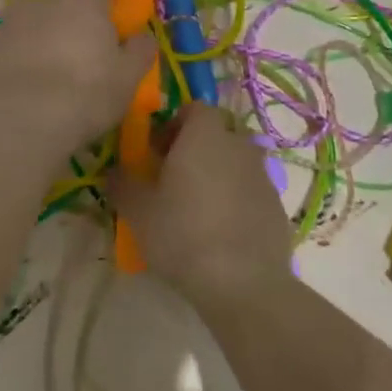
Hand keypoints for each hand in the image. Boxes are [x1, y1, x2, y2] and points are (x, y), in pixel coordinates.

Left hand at [0, 0, 156, 158]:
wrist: (20, 123)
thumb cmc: (86, 94)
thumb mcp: (128, 77)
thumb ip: (140, 50)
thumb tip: (142, 36)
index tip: (121, 2)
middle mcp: (44, 0)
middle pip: (68, 0)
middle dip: (80, 17)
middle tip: (91, 49)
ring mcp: (11, 23)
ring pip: (38, 22)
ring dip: (49, 36)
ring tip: (57, 71)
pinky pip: (15, 46)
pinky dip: (25, 57)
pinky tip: (31, 86)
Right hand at [106, 105, 295, 306]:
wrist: (242, 282)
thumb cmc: (182, 234)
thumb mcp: (137, 211)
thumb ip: (122, 182)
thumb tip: (115, 170)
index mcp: (205, 136)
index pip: (194, 108)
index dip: (173, 124)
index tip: (156, 152)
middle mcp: (238, 145)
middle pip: (216, 134)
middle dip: (195, 149)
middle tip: (172, 180)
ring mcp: (263, 175)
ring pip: (235, 162)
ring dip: (216, 174)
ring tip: (196, 208)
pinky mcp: (277, 205)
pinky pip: (250, 190)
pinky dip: (235, 199)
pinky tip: (219, 231)